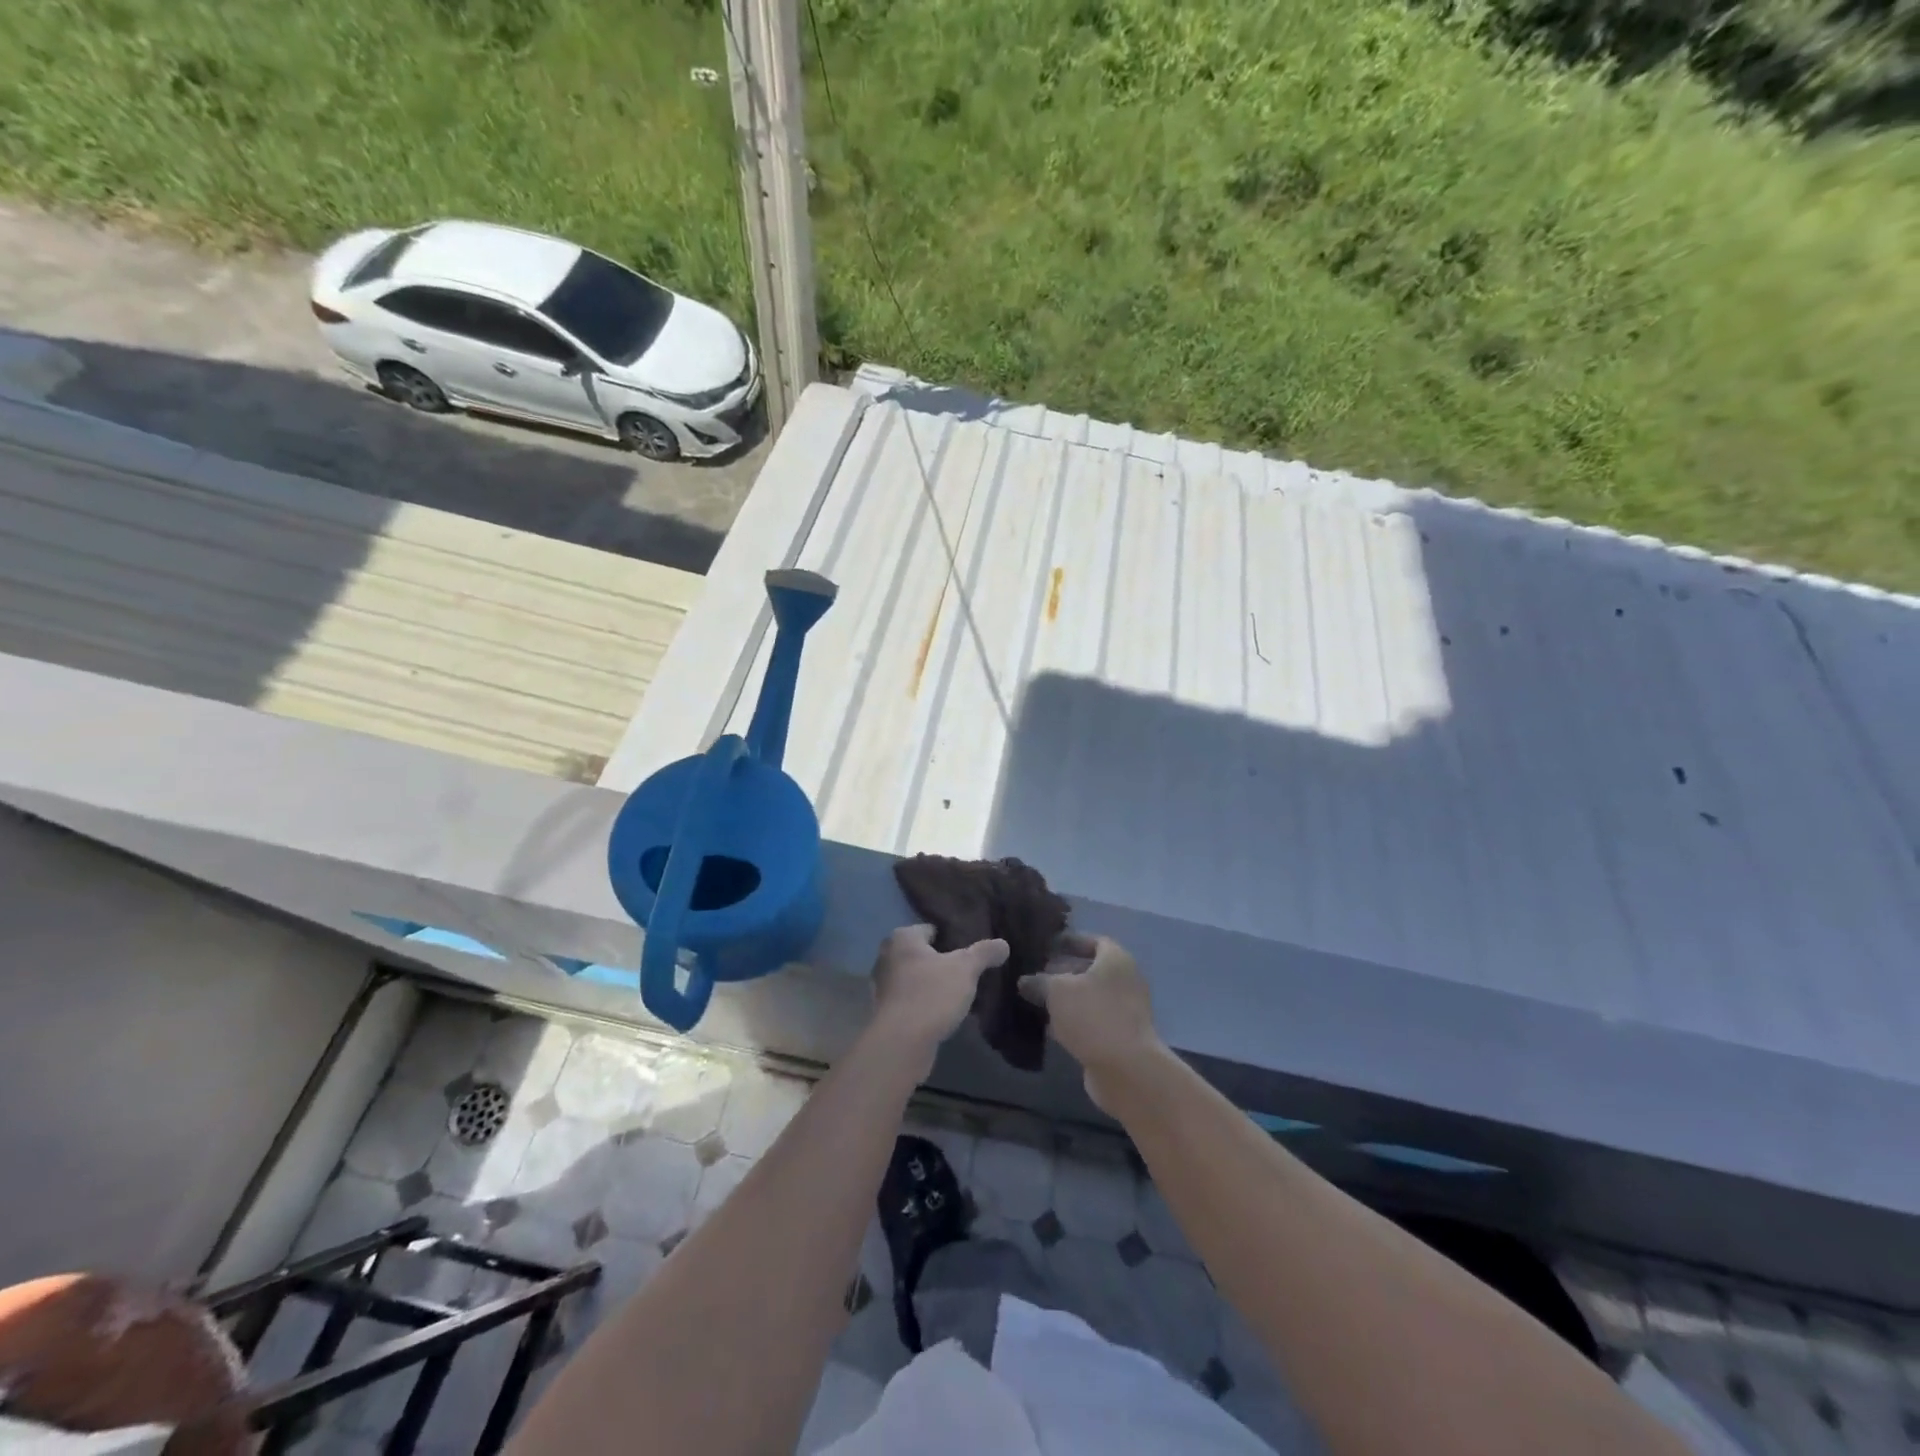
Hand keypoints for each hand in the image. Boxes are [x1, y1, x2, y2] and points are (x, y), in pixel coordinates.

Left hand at [870, 924, 1009, 1052]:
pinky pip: (911, 1000)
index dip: (953, 938)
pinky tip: (944, 1013)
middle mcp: (887, 957)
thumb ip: (984, 953)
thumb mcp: (965, 969)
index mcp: (902, 938)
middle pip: (923, 954)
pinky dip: (925, 1003)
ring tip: (959, 994)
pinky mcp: (885, 1012)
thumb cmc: (931, 995)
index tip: (971, 951)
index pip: (932, 930)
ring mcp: (882, 986)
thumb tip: (1003, 944)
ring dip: (933, 984)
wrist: (900, 1044)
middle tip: (968, 972)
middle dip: (943, 962)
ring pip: (916, 978)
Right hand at [1019, 934, 1165, 1111]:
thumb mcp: (1057, 991)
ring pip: (1089, 998)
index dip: (1070, 941)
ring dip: (1066, 999)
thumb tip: (1025, 982)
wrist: (1127, 1069)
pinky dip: (1073, 1021)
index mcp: (1116, 960)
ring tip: (1037, 1000)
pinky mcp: (1119, 1037)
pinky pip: (1092, 1021)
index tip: (1047, 946)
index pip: (1093, 941)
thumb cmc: (1093, 1015)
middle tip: (1036, 975)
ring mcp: (1125, 1011)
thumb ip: (1039, 982)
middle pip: (1091, 970)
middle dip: (1063, 972)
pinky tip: (1049, 1027)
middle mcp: (1125, 981)